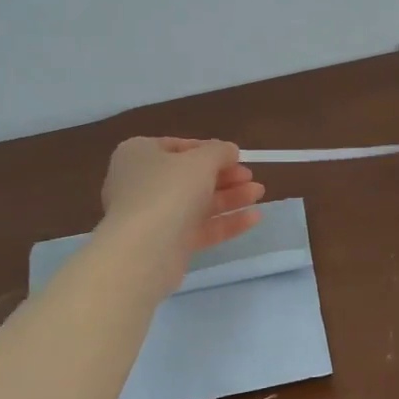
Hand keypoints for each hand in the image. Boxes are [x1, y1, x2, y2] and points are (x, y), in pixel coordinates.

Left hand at [98, 138, 266, 290]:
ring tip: (260, 193)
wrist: (143, 251)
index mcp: (139, 154)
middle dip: (225, 176)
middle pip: (190, 177)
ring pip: (197, 203)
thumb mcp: (200, 160)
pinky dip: (225, 222)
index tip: (235, 156)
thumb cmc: (168, 190)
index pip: (178, 147)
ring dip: (230, 197)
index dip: (209, 150)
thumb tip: (229, 150)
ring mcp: (154, 216)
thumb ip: (219, 151)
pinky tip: (254, 218)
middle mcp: (142, 183)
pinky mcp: (167, 244)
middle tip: (251, 176)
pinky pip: (199, 229)